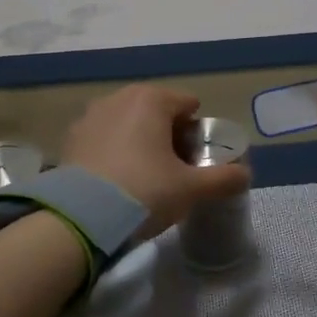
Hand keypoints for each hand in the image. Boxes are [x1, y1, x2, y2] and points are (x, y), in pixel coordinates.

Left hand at [61, 84, 248, 236]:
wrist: (81, 218)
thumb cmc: (144, 192)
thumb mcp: (191, 189)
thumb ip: (223, 178)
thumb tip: (246, 175)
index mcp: (151, 99)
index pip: (187, 104)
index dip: (197, 132)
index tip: (196, 161)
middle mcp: (118, 98)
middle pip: (156, 112)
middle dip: (168, 136)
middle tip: (174, 171)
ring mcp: (90, 117)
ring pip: (128, 124)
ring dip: (139, 142)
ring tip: (144, 178)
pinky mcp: (70, 139)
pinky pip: (103, 139)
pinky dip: (114, 153)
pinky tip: (116, 182)